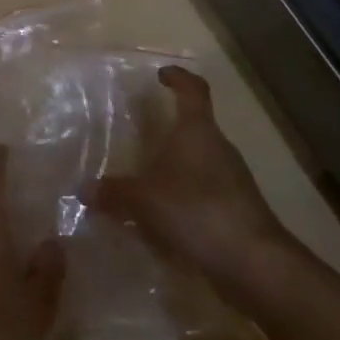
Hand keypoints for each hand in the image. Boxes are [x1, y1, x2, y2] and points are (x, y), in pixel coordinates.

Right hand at [91, 66, 291, 299]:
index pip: (193, 89)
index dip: (178, 78)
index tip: (162, 75)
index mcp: (198, 131)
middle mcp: (218, 148)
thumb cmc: (198, 211)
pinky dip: (183, 199)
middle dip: (168, 131)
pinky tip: (162, 220)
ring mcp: (232, 180)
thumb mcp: (146, 200)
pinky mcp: (236, 210)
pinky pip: (203, 193)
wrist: (255, 264)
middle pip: (194, 127)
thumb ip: (114, 192)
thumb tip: (83, 188)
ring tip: (144, 183)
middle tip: (138, 137)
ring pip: (198, 162)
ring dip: (174, 168)